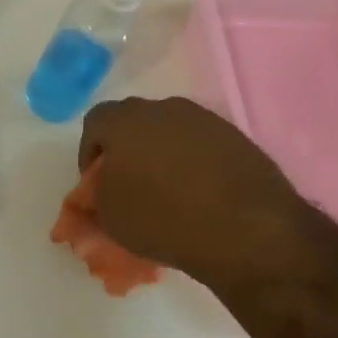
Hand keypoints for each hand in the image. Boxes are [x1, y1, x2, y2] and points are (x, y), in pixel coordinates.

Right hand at [77, 97, 325, 295]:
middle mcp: (163, 107)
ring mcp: (203, 119)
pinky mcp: (235, 136)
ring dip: (161, 154)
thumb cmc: (165, 219)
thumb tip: (100, 190)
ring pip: (169, 130)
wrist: (247, 229)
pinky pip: (201, 144)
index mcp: (126, 120)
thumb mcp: (111, 218)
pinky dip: (193, 163)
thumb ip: (96, 197)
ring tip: (167, 191)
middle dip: (126, 150)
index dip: (89, 153)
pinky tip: (199, 193)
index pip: (95, 123)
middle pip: (134, 122)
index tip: (94, 183)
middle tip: (128, 184)